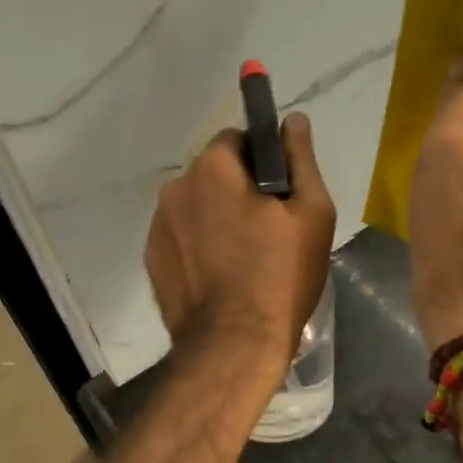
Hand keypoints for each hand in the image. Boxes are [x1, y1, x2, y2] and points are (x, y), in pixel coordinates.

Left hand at [145, 114, 336, 375]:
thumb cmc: (279, 275)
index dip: (261, 160)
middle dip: (236, 188)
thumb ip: (301, 159)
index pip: (236, 139)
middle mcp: (175, 188)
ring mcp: (157, 225)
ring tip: (241, 257)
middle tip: (266, 229)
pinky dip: (197, 244)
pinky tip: (218, 274)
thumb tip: (294, 119)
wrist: (233, 344)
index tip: (278, 192)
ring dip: (214, 217)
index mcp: (212, 168)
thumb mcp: (310, 213)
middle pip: (212, 173)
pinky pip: (180, 236)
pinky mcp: (151, 258)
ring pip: (194, 206)